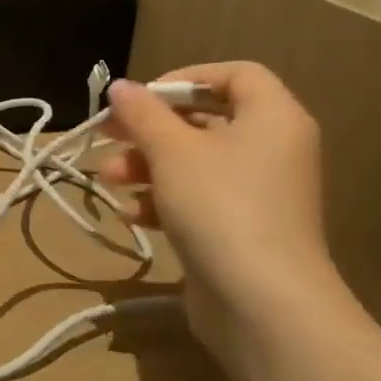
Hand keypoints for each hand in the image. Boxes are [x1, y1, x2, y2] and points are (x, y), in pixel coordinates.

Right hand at [100, 63, 348, 356]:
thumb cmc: (220, 206)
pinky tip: (131, 214)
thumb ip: (143, 113)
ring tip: (108, 178)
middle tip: (107, 133)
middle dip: (150, 129)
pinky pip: (199, 200)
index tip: (142, 98)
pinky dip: (164, 200)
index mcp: (272, 117)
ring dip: (147, 165)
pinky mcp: (242, 231)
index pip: (234, 75)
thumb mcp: (172, 150)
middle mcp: (273, 149)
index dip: (185, 78)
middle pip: (205, 120)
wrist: (263, 304)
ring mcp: (259, 194)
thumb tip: (120, 86)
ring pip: (195, 163)